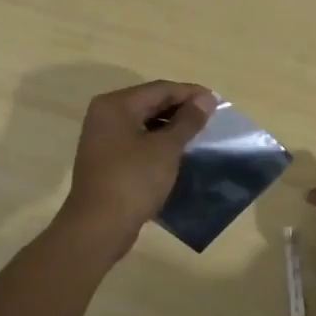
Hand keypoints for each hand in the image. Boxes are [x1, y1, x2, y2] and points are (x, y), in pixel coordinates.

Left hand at [57, 80, 215, 256]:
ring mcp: (102, 137)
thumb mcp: (166, 149)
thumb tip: (206, 98)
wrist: (98, 227)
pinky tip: (176, 152)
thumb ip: (187, 121)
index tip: (218, 102)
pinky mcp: (105, 158)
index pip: (160, 89)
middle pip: (149, 102)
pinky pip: (136, 140)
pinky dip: (156, 141)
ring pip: (143, 122)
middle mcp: (105, 115)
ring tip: (198, 135)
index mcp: (116, 105)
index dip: (190, 93)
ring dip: (170, 126)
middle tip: (210, 118)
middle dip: (180, 108)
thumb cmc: (133, 181)